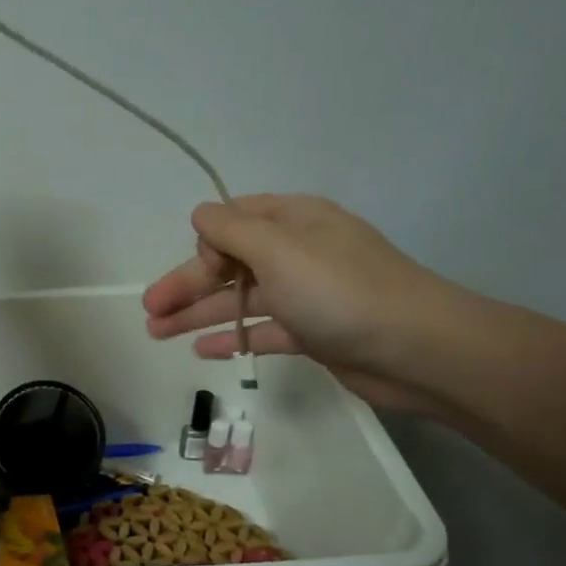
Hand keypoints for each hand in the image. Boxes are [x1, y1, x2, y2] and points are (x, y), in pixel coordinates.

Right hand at [142, 195, 461, 411]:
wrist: (417, 349)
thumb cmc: (340, 291)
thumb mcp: (278, 249)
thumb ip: (232, 230)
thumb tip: (200, 214)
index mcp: (292, 221)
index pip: (232, 221)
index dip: (205, 244)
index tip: (199, 269)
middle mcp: (297, 252)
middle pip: (229, 264)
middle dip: (186, 284)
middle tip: (148, 309)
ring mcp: (305, 293)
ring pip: (239, 299)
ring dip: (197, 314)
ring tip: (155, 332)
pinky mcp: (312, 331)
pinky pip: (261, 330)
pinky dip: (232, 337)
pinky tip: (200, 351)